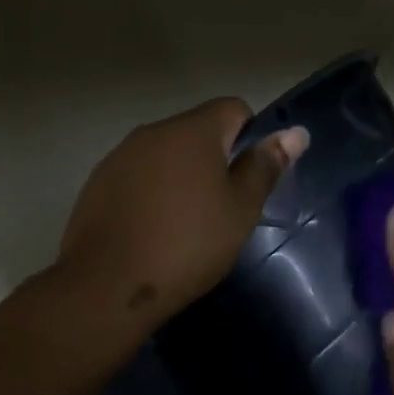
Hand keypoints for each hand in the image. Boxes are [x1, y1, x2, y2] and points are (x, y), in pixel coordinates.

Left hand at [58, 98, 307, 324]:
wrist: (108, 285)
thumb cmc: (187, 246)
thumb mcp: (240, 211)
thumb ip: (265, 168)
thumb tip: (296, 132)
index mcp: (193, 130)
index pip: (233, 109)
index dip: (250, 138)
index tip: (248, 181)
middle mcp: (152, 132)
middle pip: (196, 132)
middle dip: (214, 161)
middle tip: (222, 210)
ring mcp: (119, 157)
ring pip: (164, 156)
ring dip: (180, 179)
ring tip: (184, 226)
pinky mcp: (97, 185)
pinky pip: (136, 179)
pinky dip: (150, 196)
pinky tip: (151, 233)